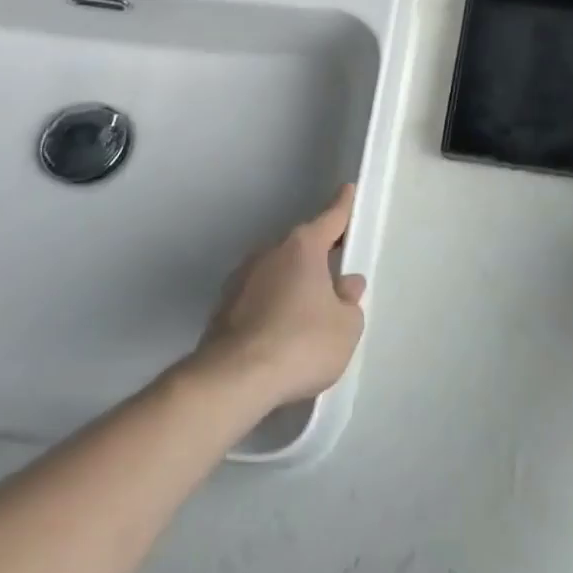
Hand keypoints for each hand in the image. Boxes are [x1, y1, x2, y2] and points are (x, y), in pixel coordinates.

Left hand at [195, 185, 367, 409]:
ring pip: (277, 273)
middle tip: (336, 276)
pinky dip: (271, 308)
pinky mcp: (222, 309)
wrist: (232, 382)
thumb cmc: (300, 344)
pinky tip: (280, 336)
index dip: (343, 206)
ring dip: (292, 284)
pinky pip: (258, 298)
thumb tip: (345, 285)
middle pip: (302, 247)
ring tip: (307, 315)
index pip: (331, 217)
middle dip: (318, 258)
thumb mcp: (346, 326)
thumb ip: (350, 300)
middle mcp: (269, 252)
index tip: (347, 190)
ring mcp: (241, 279)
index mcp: (303, 247)